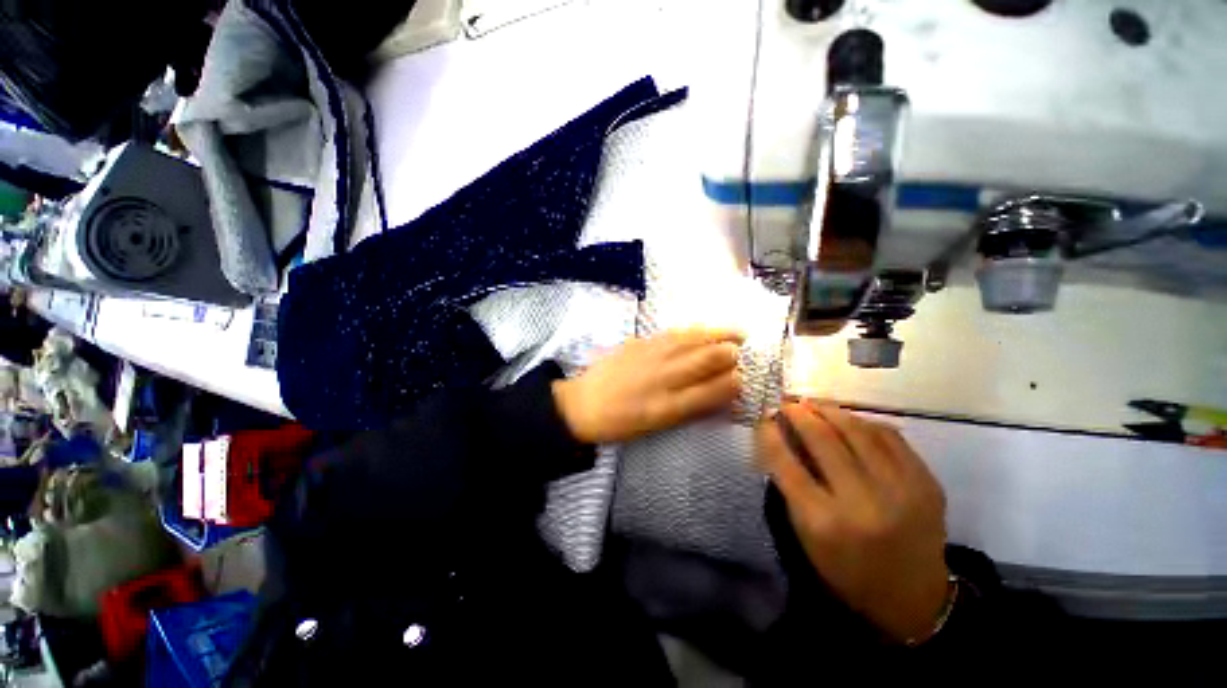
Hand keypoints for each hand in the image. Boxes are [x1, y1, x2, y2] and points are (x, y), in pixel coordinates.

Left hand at [552, 329, 743, 442]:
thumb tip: (719, 394)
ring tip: (737, 334)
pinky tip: (704, 329)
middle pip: (708, 358)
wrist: (584, 403)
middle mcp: (664, 378)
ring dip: (720, 335)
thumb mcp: (657, 426)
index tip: (741, 380)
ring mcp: (652, 356)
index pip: (714, 390)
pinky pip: (675, 333)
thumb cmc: (621, 422)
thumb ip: (689, 408)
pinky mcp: (640, 342)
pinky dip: (696, 331)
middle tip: (740, 353)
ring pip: (694, 340)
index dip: (734, 383)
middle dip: (731, 354)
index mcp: (669, 406)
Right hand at [756, 402, 948, 642]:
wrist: (913, 598)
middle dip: (799, 414)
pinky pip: (891, 436)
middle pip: (823, 440)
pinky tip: (849, 419)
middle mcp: (863, 504)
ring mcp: (901, 491)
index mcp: (825, 523)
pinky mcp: (927, 483)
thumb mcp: (806, 536)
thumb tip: (779, 439)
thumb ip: (791, 487)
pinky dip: (864, 422)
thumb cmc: (847, 569)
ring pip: (858, 431)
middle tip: (787, 403)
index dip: (770, 434)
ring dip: (830, 410)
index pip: (786, 464)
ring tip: (813, 403)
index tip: (763, 416)